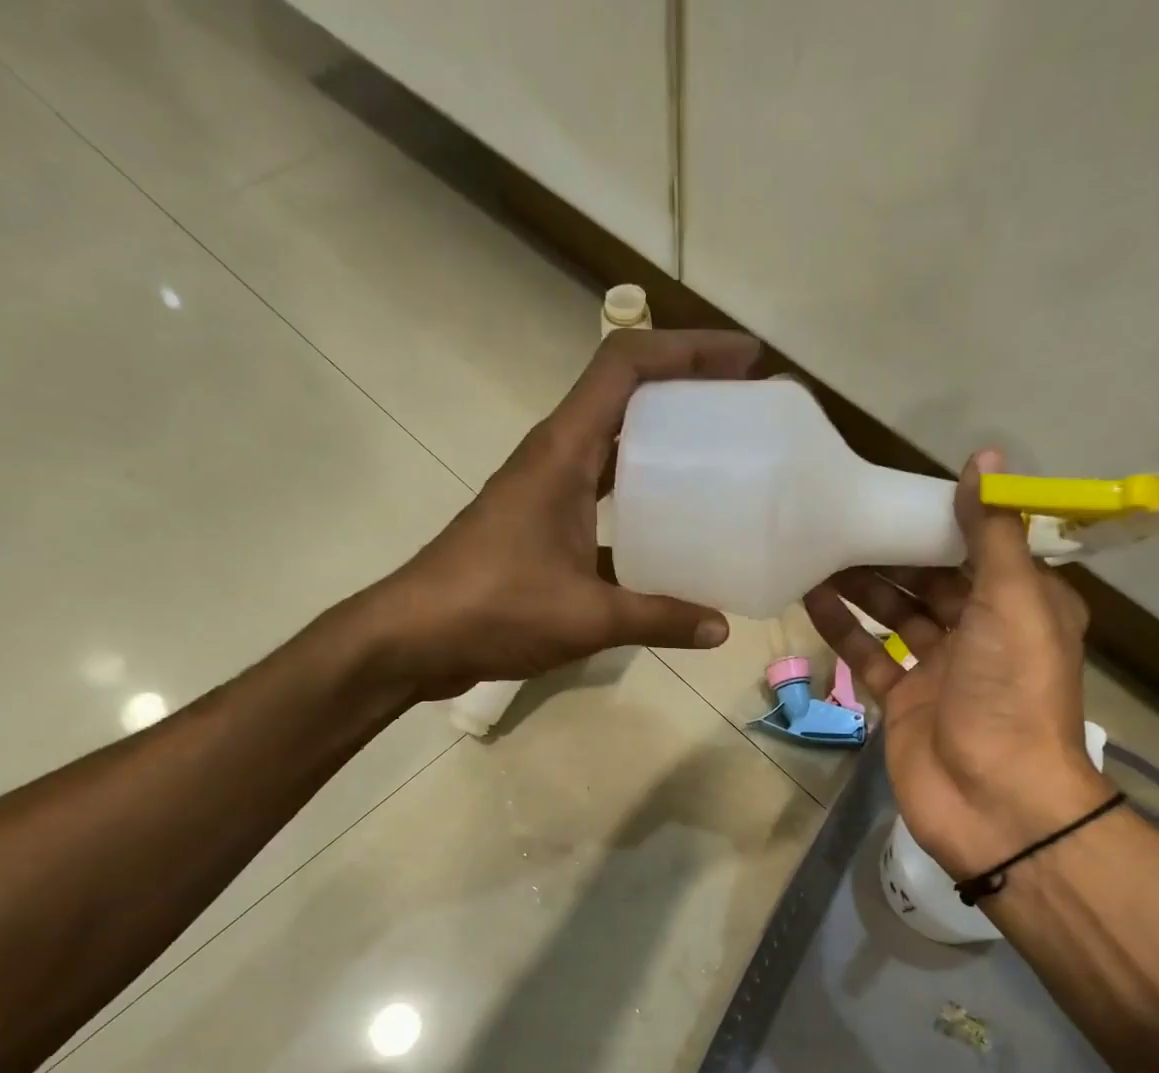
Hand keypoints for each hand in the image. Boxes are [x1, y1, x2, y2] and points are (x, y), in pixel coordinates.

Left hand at [368, 329, 760, 693]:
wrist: (413, 638)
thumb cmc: (494, 608)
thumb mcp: (587, 616)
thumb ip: (659, 619)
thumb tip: (720, 630)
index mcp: (563, 452)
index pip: (626, 365)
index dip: (688, 349)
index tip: (745, 360)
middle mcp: (555, 459)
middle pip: (626, 397)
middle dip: (686, 392)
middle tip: (743, 411)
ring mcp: (545, 494)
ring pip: (615, 451)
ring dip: (663, 448)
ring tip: (719, 467)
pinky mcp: (541, 530)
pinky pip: (602, 502)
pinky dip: (639, 510)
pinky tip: (672, 542)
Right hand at [803, 449, 1110, 878]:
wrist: (993, 801)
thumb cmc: (1011, 693)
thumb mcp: (1012, 603)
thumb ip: (991, 534)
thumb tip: (985, 458)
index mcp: (1022, 606)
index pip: (979, 549)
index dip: (941, 520)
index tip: (897, 489)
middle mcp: (982, 633)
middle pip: (931, 581)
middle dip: (891, 552)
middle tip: (842, 518)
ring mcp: (939, 669)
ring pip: (895, 615)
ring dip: (862, 586)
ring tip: (818, 549)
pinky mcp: (902, 700)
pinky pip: (869, 655)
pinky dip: (843, 628)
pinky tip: (811, 597)